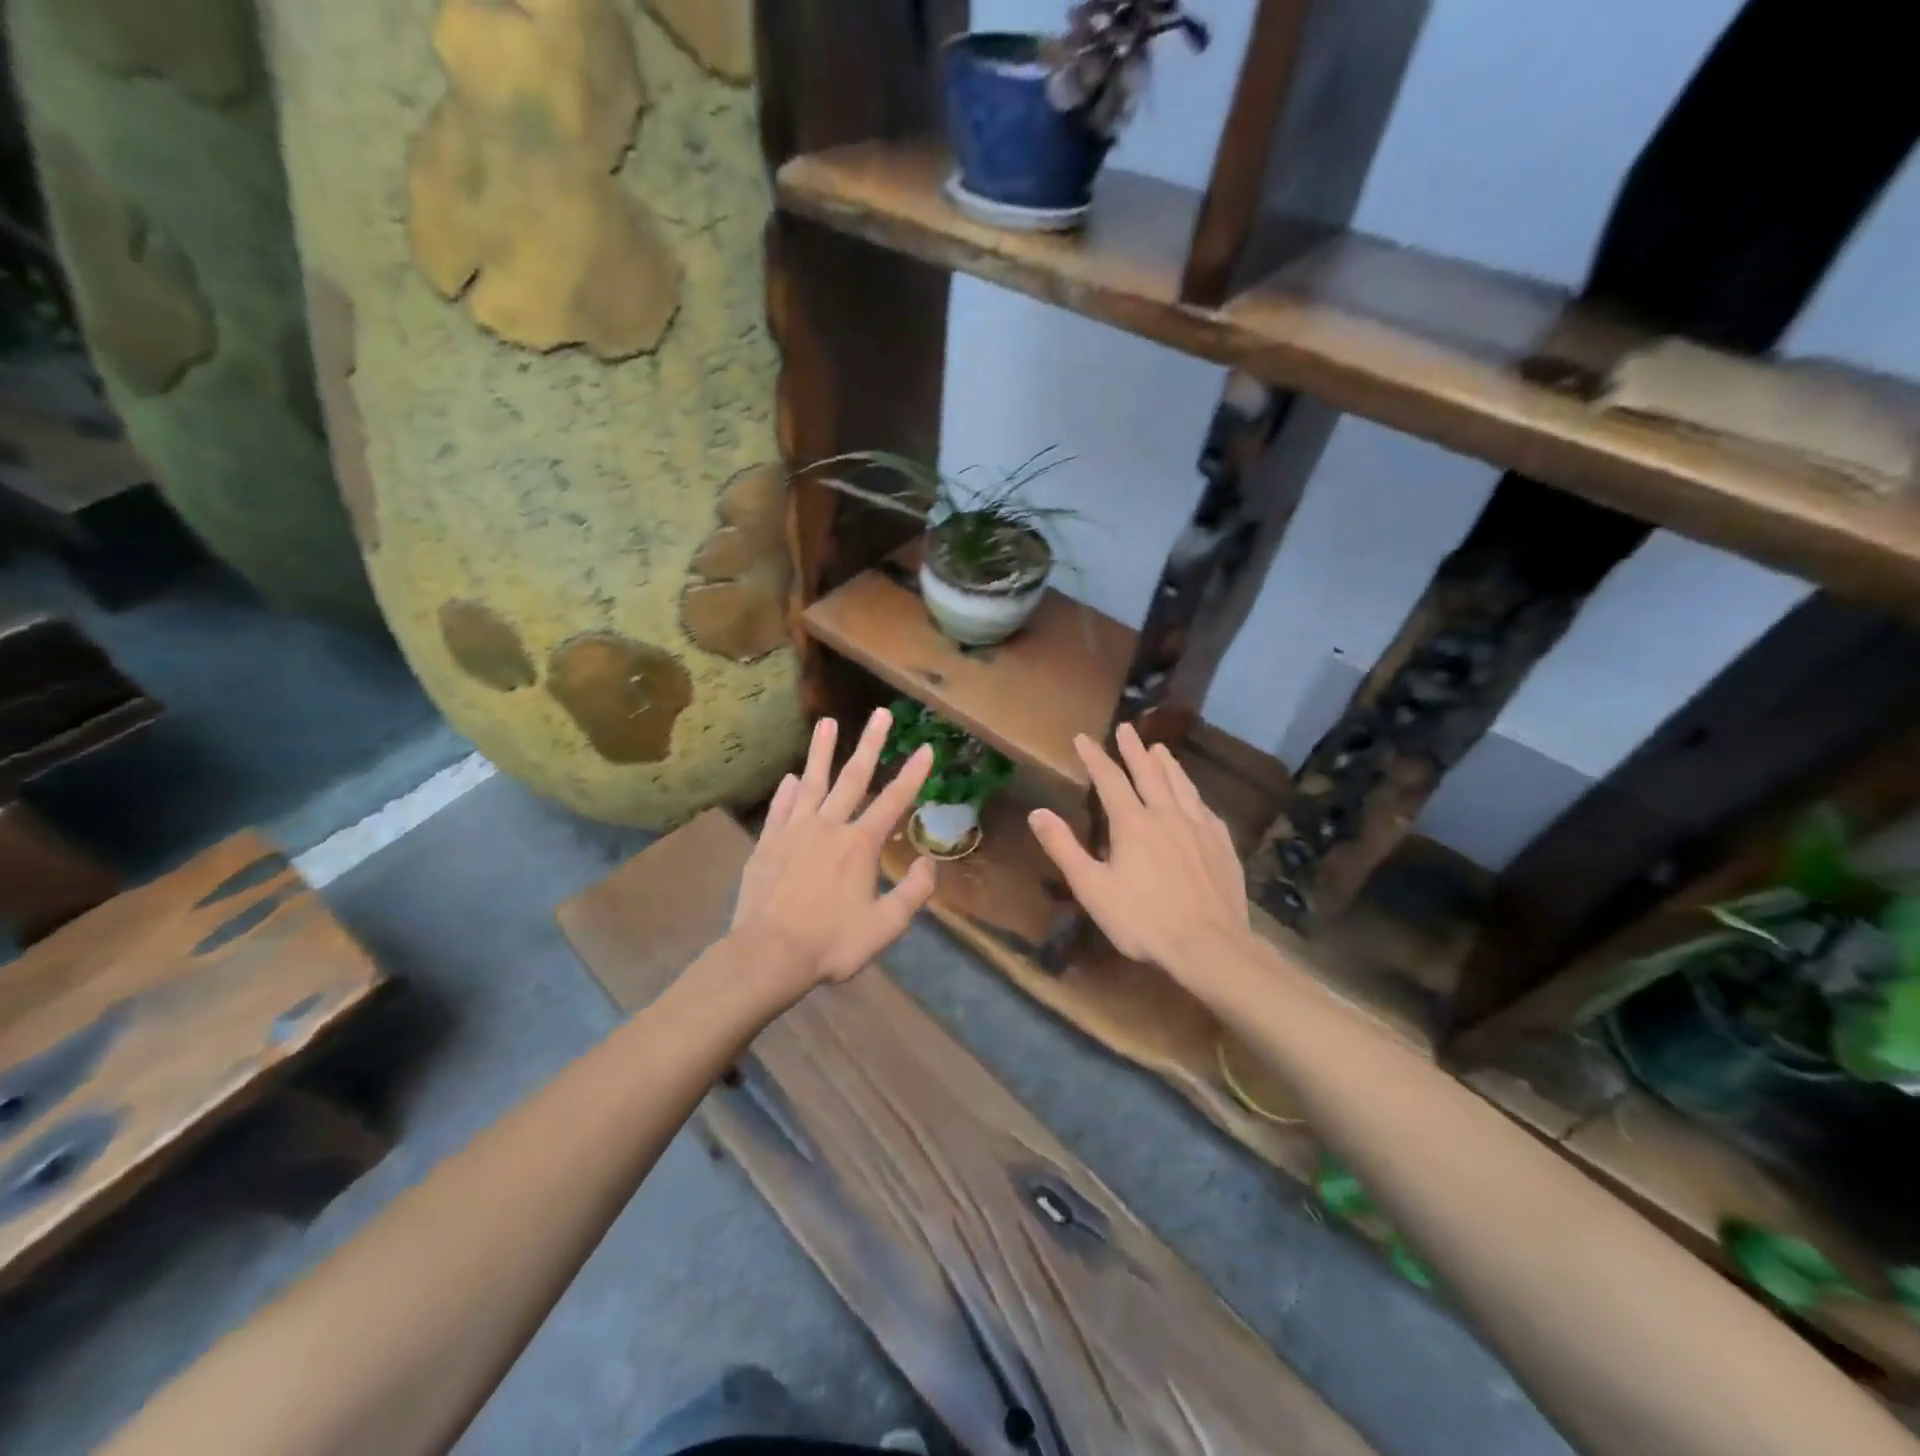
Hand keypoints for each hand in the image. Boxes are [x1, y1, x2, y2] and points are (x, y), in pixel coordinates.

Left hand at [730, 708, 936, 992]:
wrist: (768, 954)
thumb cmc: (831, 943)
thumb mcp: (885, 926)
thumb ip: (913, 893)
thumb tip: (929, 863)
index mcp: (860, 845)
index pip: (893, 801)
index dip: (913, 774)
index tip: (925, 747)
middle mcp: (828, 827)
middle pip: (853, 778)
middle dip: (870, 744)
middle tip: (880, 713)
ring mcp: (794, 831)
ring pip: (812, 782)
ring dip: (821, 751)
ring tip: (826, 721)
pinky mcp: (767, 843)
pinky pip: (780, 808)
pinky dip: (787, 791)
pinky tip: (791, 777)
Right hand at [1028, 724, 1252, 988]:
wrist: (1210, 945)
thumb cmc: (1143, 920)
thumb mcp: (1092, 888)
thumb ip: (1064, 848)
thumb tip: (1037, 813)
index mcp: (1133, 823)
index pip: (1110, 780)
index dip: (1095, 758)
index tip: (1083, 738)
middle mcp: (1167, 815)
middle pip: (1149, 773)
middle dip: (1134, 749)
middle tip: (1126, 728)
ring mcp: (1199, 827)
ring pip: (1181, 784)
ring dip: (1167, 764)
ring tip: (1160, 748)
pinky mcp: (1221, 843)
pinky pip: (1203, 806)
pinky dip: (1192, 792)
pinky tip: (1193, 795)